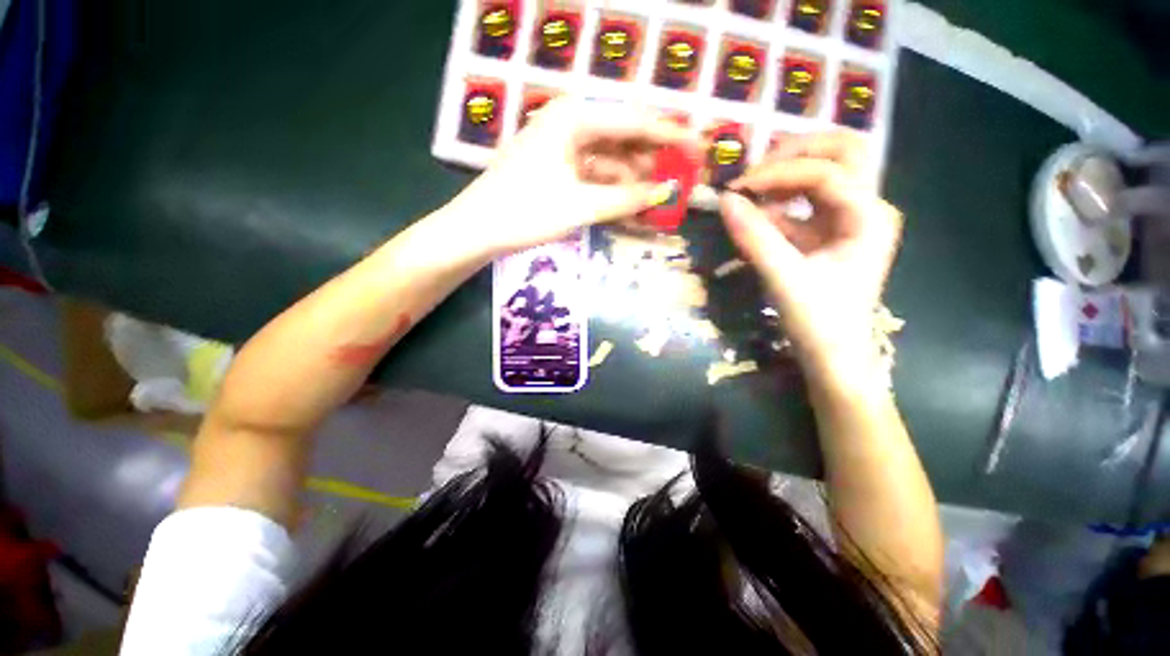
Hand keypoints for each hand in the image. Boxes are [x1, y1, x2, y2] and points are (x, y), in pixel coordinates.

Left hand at [444, 97, 700, 256]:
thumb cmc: (524, 213)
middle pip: (625, 140)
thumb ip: (626, 198)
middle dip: (654, 162)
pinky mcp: (558, 170)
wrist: (477, 231)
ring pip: (612, 161)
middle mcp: (571, 124)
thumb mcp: (580, 206)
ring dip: (635, 182)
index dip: (671, 137)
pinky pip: (596, 177)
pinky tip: (632, 207)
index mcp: (574, 118)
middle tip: (682, 182)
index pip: (636, 121)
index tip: (700, 149)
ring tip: (661, 203)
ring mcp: (563, 148)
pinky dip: (614, 192)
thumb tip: (667, 193)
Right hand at [719, 132, 901, 378]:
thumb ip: (755, 237)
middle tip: (756, 168)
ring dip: (786, 173)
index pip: (824, 172)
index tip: (738, 187)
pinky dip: (779, 202)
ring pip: (825, 172)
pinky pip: (805, 203)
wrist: (834, 355)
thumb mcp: (784, 278)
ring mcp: (849, 218)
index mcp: (868, 216)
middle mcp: (866, 207)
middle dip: (796, 152)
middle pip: (842, 152)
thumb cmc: (819, 320)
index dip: (778, 173)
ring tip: (749, 188)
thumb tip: (724, 201)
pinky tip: (755, 213)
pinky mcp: (829, 233)